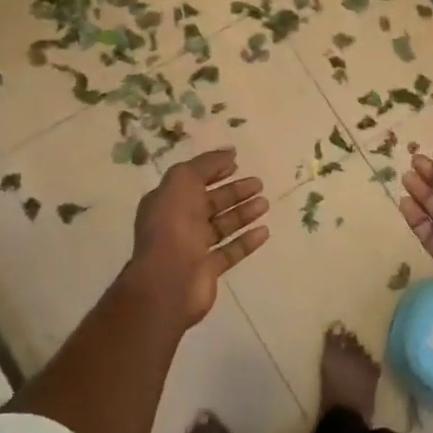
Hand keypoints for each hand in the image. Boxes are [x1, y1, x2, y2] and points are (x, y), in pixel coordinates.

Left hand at [120, 148, 268, 328]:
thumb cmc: (173, 225)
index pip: (192, 180)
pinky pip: (230, 251)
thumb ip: (206, 164)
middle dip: (234, 192)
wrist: (168, 280)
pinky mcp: (207, 270)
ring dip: (243, 213)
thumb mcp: (183, 181)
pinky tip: (264, 231)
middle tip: (259, 183)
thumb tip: (229, 152)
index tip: (237, 164)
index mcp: (167, 200)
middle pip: (210, 203)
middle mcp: (178, 223)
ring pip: (222, 226)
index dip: (213, 170)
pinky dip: (246, 241)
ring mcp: (193, 248)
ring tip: (265, 203)